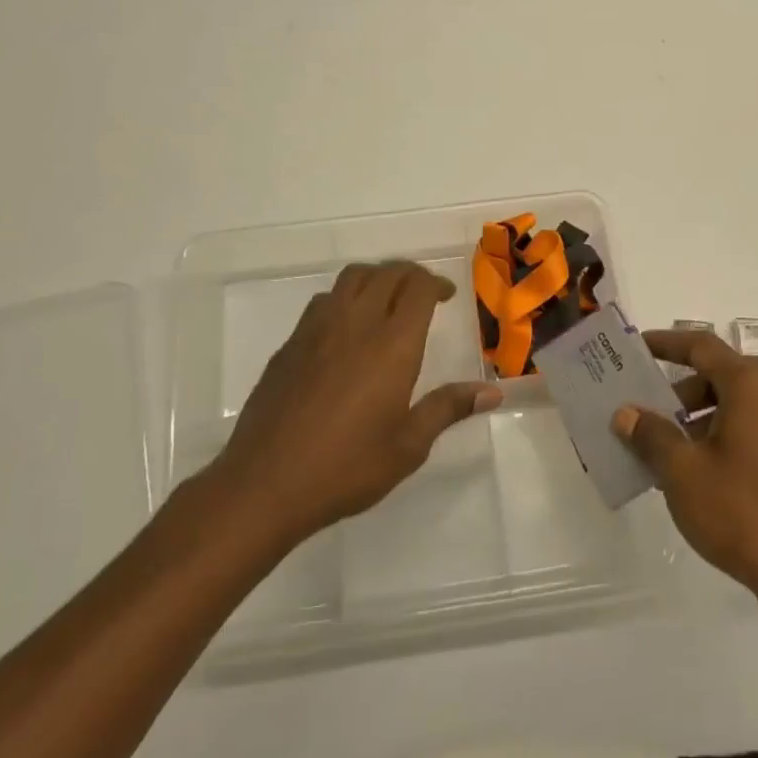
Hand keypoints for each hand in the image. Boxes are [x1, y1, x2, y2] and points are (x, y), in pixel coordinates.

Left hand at [206, 261, 502, 547]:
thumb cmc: (347, 467)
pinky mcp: (289, 345)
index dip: (435, 283)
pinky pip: (323, 302)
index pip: (417, 287)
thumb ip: (448, 409)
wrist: (265, 483)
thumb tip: (492, 392)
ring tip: (386, 301)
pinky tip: (345, 331)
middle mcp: (355, 324)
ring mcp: (317, 330)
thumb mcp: (408, 446)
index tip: (447, 296)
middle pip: (386, 273)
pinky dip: (344, 299)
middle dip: (410, 274)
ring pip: (351, 279)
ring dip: (375, 278)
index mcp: (392, 345)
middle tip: (423, 293)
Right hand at [612, 329, 757, 614]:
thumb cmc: (742, 513)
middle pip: (720, 377)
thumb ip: (651, 435)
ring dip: (700, 421)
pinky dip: (725, 440)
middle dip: (679, 394)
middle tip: (646, 417)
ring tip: (668, 455)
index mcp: (752, 386)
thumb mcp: (682, 472)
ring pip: (738, 408)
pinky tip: (703, 478)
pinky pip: (756, 433)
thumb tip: (626, 414)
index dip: (666, 343)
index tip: (637, 348)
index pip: (701, 346)